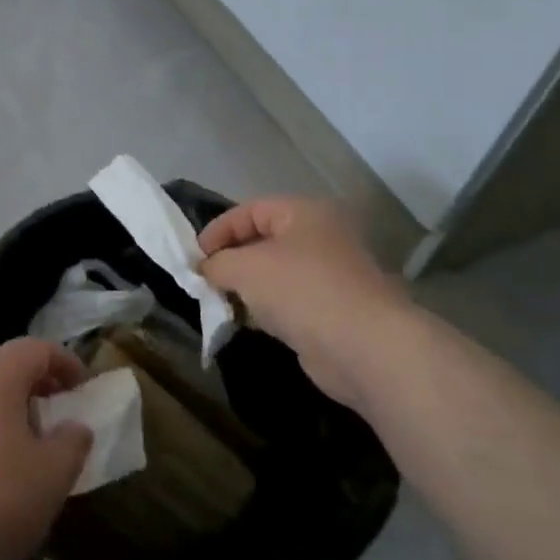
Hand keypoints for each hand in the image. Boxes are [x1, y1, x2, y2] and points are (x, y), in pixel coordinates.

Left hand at [0, 339, 92, 559]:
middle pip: (6, 366)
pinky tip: (5, 464)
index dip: (64, 361)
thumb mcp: (53, 473)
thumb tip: (74, 427)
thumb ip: (72, 441)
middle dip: (40, 382)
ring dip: (15, 406)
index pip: (33, 348)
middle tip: (64, 409)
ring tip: (38, 441)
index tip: (85, 387)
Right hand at [198, 196, 414, 408]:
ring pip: (276, 274)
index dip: (219, 230)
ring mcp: (331, 276)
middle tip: (205, 279)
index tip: (194, 256)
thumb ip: (217, 263)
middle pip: (263, 241)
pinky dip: (267, 309)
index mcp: (306, 213)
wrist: (365, 348)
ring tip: (220, 302)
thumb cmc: (302, 290)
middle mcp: (322, 237)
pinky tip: (248, 322)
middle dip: (231, 260)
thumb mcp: (245, 268)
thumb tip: (205, 269)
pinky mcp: (333, 311)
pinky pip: (289, 302)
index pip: (251, 210)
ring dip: (247, 287)